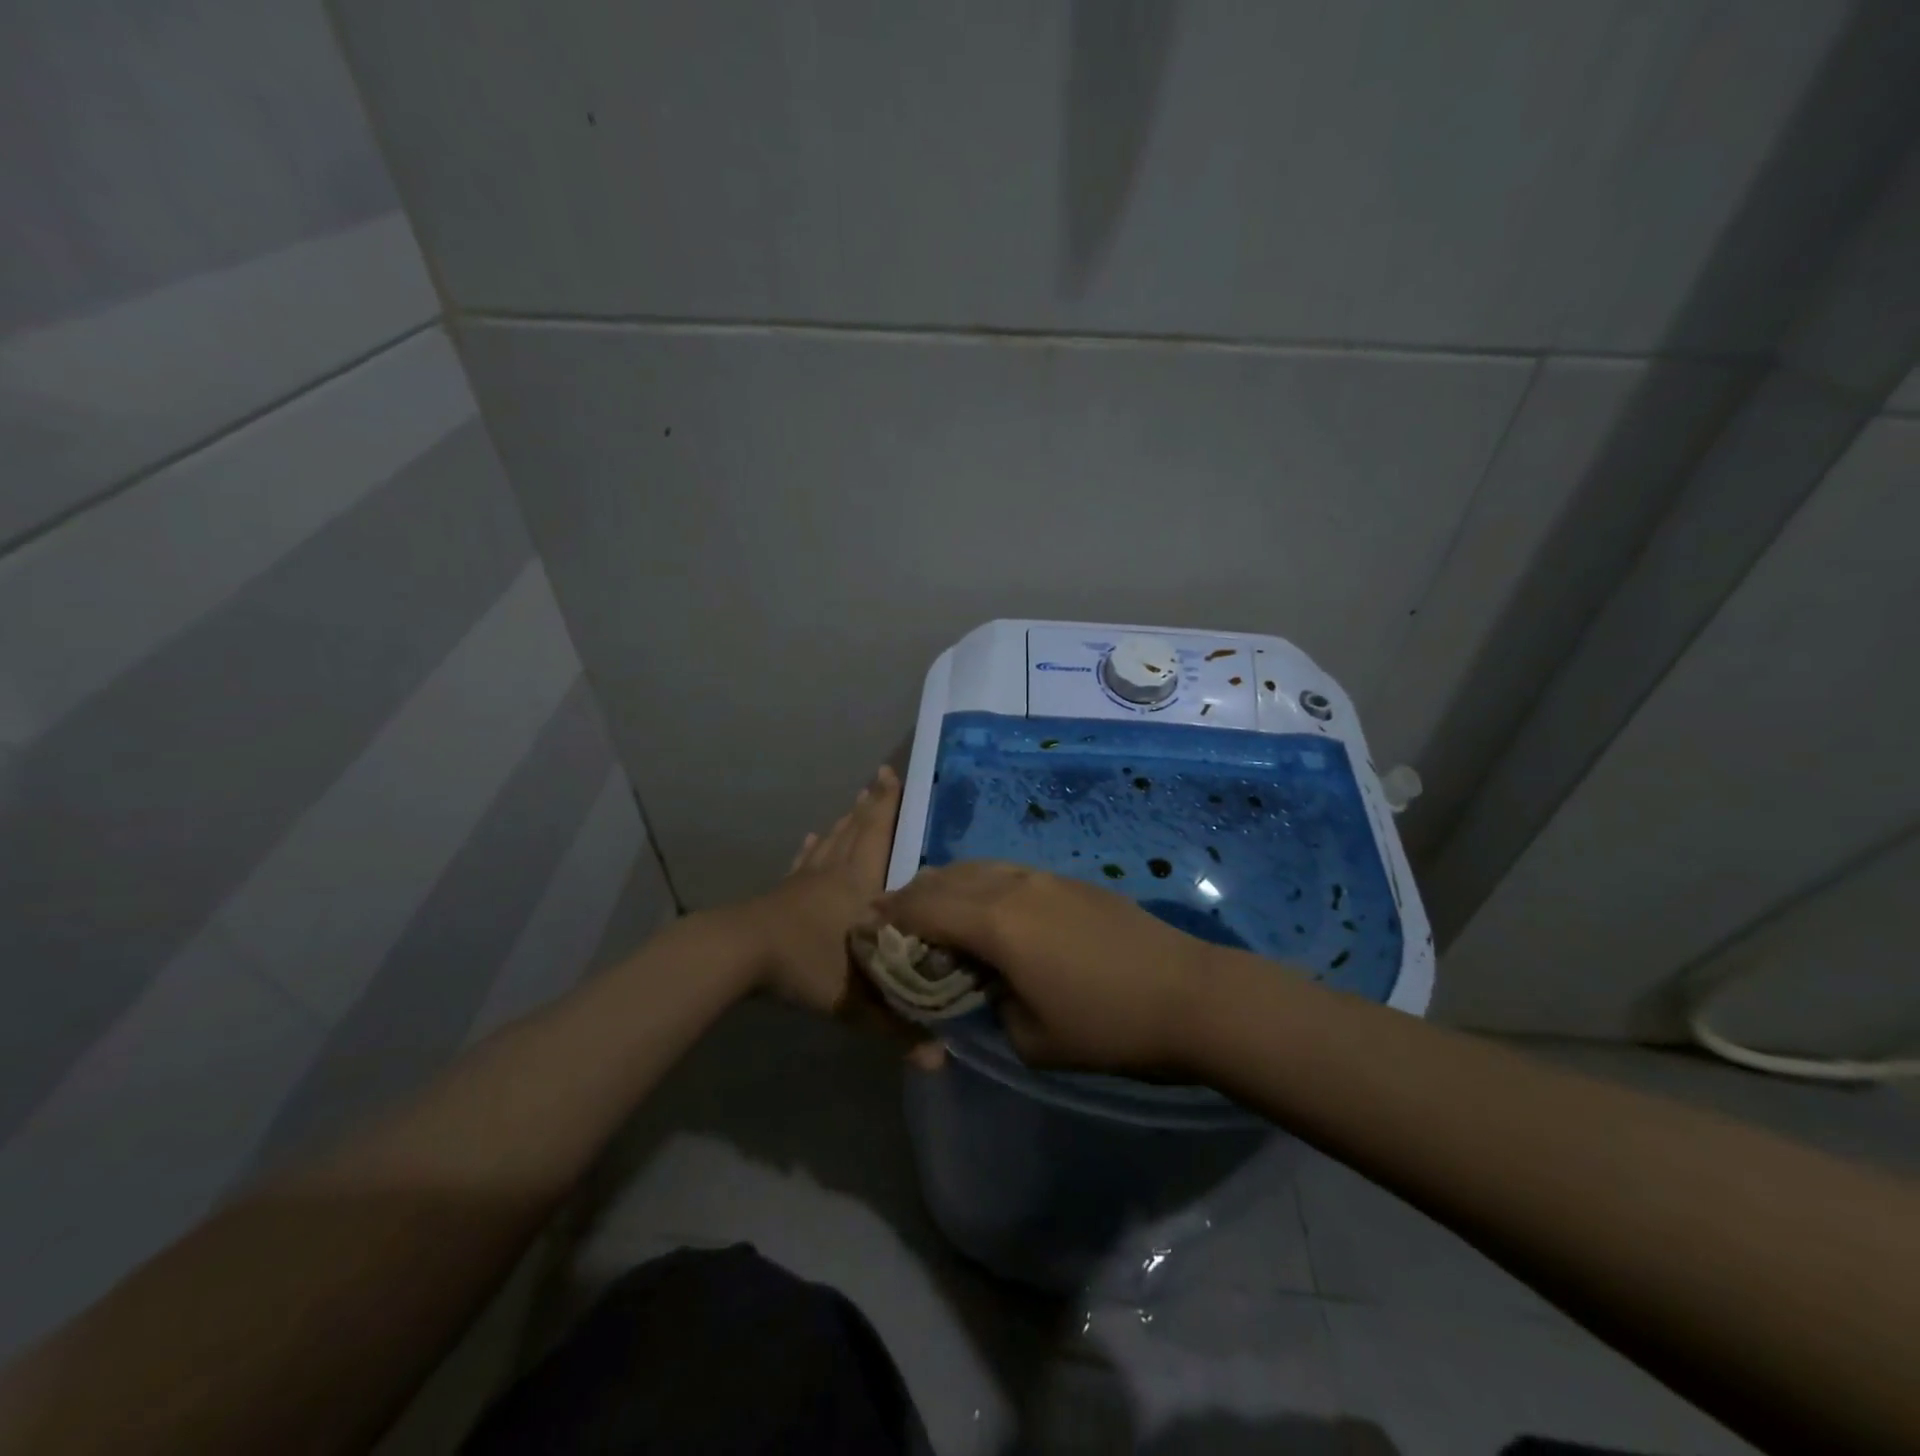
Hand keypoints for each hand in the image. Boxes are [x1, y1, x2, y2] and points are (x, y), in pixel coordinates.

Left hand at [727, 766, 941, 1064]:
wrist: (738, 955)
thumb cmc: (804, 965)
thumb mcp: (855, 1001)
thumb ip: (897, 1028)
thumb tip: (941, 1062)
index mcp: (859, 886)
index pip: (879, 837)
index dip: (889, 807)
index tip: (894, 775)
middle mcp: (836, 873)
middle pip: (857, 830)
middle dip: (872, 803)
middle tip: (882, 776)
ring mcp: (805, 880)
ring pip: (832, 840)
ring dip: (847, 820)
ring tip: (856, 802)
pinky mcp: (783, 891)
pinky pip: (803, 861)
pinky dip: (811, 846)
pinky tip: (812, 836)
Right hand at [874, 862, 1212, 1074]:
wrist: (1188, 994)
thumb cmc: (1106, 1026)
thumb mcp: (1031, 1038)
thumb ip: (988, 1004)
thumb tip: (980, 983)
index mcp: (995, 923)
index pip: (924, 909)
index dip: (889, 918)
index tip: (865, 929)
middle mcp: (1012, 886)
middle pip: (945, 879)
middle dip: (910, 896)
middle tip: (889, 918)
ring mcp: (1043, 877)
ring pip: (976, 868)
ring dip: (945, 885)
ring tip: (930, 909)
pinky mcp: (1067, 881)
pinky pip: (1005, 872)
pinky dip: (978, 884)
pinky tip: (983, 907)